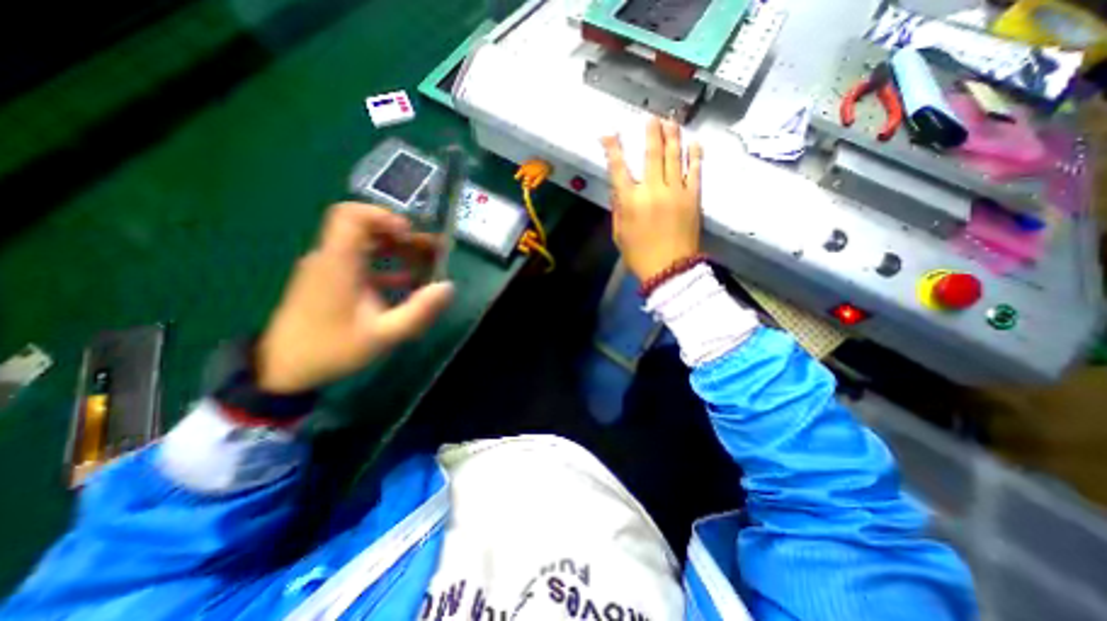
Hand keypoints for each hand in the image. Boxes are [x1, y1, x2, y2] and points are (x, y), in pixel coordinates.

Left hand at [254, 205, 452, 392]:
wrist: (284, 370)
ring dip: (399, 251)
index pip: (351, 215)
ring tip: (428, 265)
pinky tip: (409, 283)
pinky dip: (388, 266)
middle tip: (434, 252)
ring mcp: (331, 270)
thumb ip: (419, 310)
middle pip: (367, 229)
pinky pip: (363, 263)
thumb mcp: (384, 335)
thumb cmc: (332, 350)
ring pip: (367, 245)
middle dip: (404, 236)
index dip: (383, 216)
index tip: (410, 234)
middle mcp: (332, 258)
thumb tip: (449, 287)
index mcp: (338, 263)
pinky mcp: (332, 281)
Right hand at [602, 115, 704, 281]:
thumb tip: (617, 189)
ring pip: (674, 156)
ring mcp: (676, 191)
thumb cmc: (639, 255)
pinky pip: (696, 170)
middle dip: (651, 132)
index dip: (613, 148)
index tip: (609, 133)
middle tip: (652, 117)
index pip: (618, 168)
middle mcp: (653, 190)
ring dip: (672, 135)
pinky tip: (694, 141)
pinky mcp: (693, 197)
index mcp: (630, 201)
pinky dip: (695, 154)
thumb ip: (617, 209)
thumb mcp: (619, 234)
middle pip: (652, 154)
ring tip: (671, 120)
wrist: (669, 269)